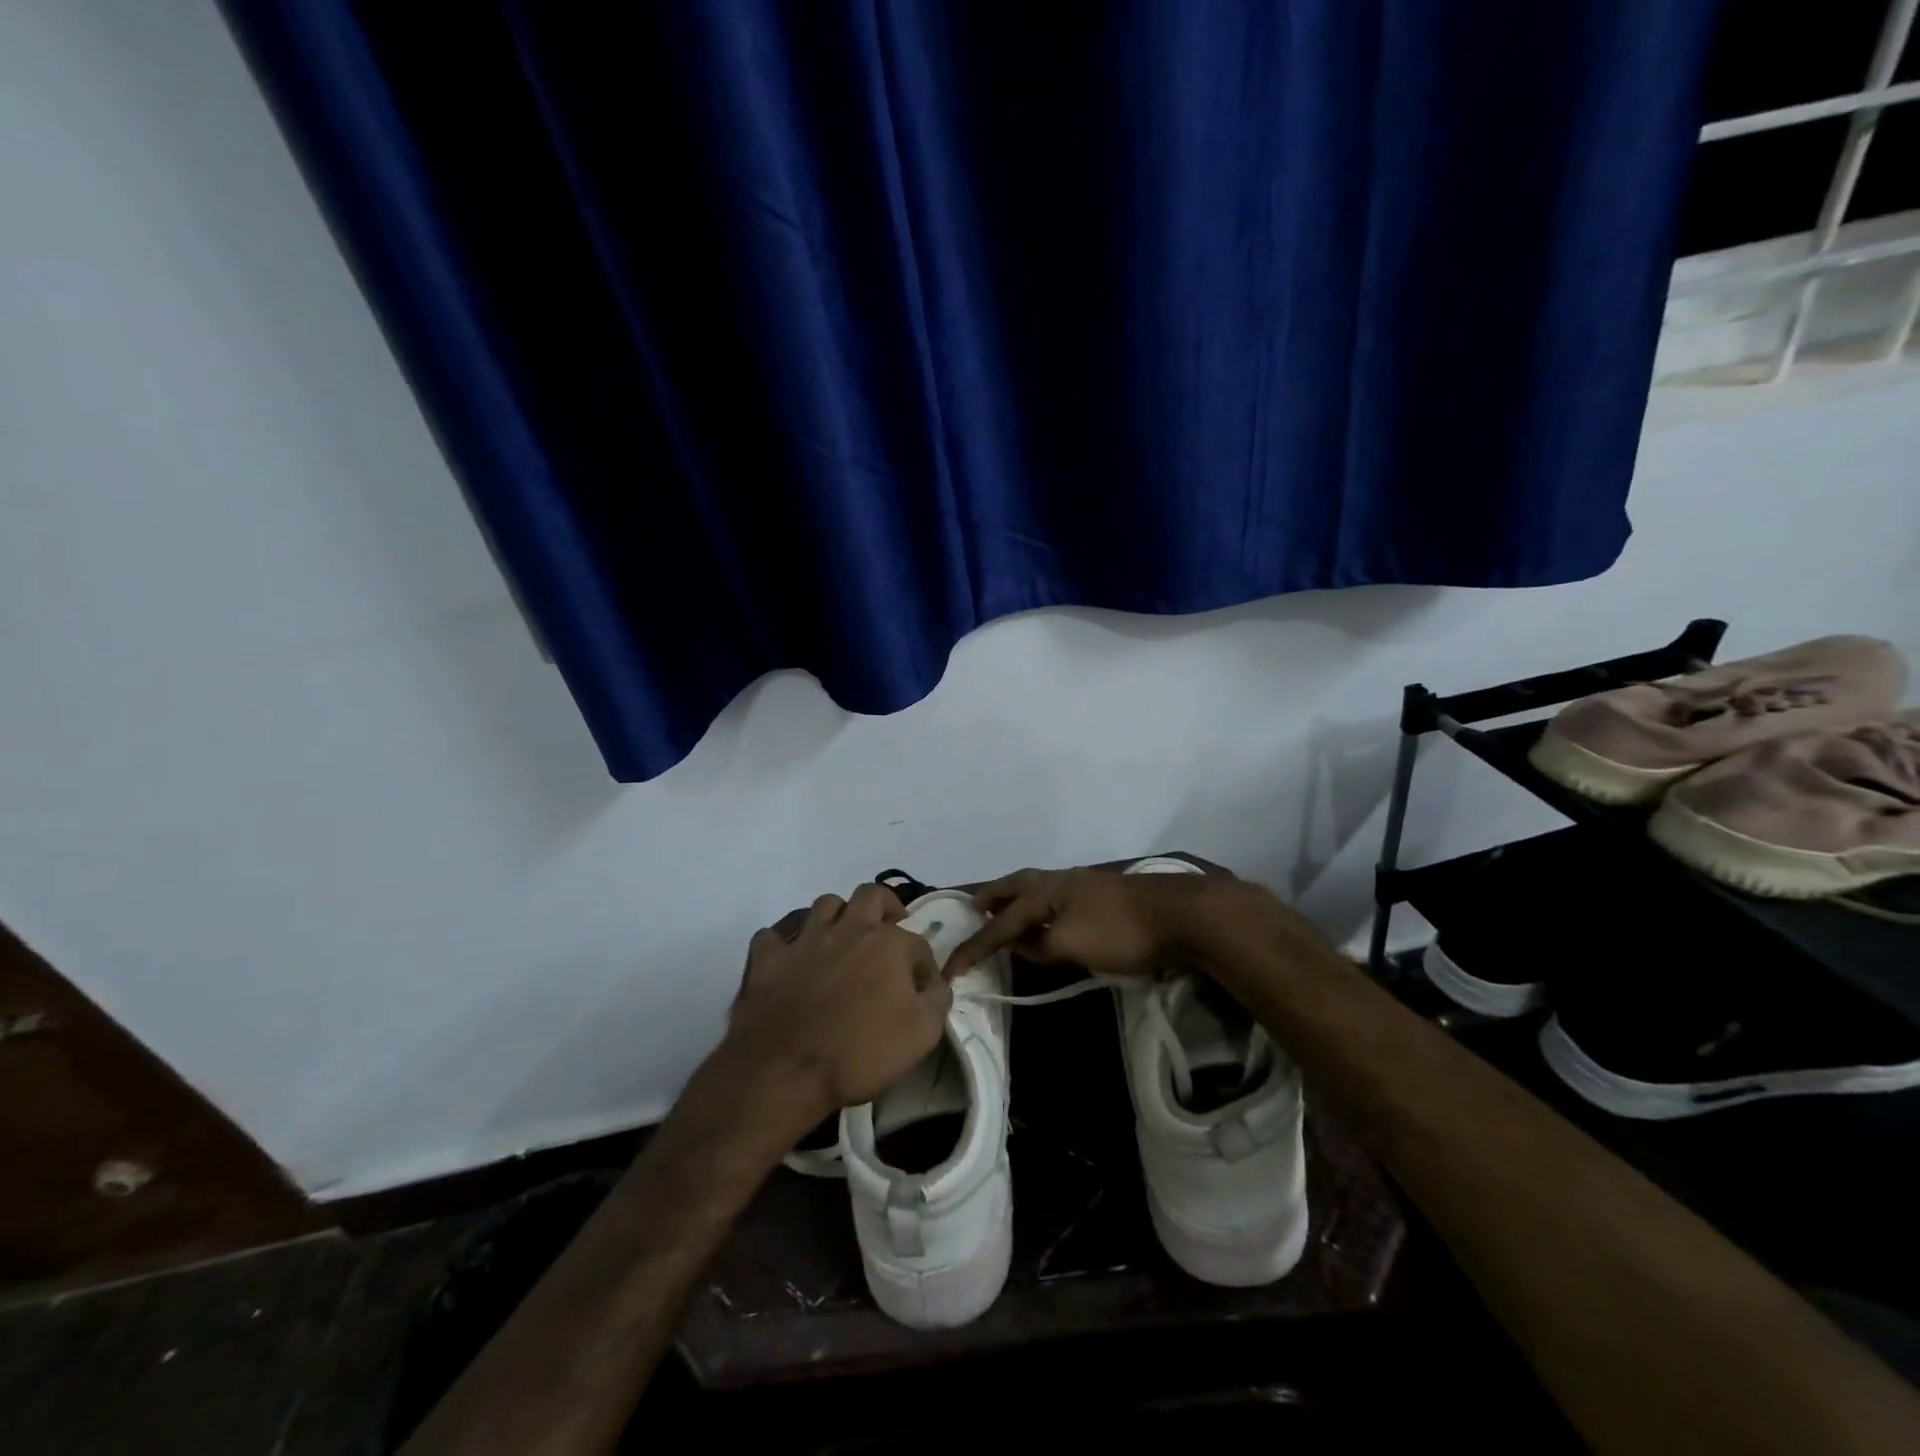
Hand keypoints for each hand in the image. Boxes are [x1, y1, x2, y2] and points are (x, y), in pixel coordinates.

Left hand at [723, 883, 947, 1125]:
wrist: (787, 1073)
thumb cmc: (861, 1053)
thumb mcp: (923, 1033)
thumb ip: (937, 998)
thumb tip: (934, 982)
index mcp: (888, 943)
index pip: (917, 942)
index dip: (923, 966)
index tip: (921, 991)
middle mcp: (848, 929)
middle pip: (870, 895)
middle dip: (885, 908)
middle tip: (887, 933)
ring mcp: (805, 940)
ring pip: (825, 904)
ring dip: (837, 917)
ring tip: (842, 940)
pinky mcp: (769, 958)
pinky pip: (773, 934)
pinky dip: (784, 942)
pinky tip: (791, 959)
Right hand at [945, 866, 1216, 979]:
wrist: (1180, 914)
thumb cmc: (1121, 931)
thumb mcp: (1072, 945)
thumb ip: (1040, 945)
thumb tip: (1020, 943)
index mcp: (1045, 892)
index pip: (1000, 924)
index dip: (974, 947)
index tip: (950, 970)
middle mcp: (1058, 881)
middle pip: (1015, 886)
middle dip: (992, 897)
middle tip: (973, 908)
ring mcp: (1082, 884)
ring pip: (1036, 888)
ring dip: (1015, 898)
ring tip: (1005, 911)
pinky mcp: (1101, 893)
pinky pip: (1054, 896)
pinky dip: (1038, 904)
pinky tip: (1049, 917)